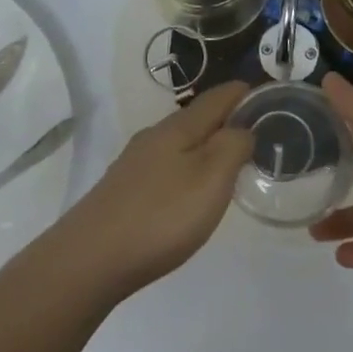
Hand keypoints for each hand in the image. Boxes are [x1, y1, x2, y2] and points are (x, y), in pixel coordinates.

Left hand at [49, 82, 252, 299]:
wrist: (89, 259)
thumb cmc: (160, 215)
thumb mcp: (211, 179)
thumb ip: (232, 147)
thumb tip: (243, 128)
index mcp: (178, 128)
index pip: (216, 99)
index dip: (241, 93)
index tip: (263, 93)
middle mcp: (154, 137)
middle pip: (195, 118)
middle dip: (224, 118)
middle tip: (253, 130)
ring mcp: (134, 164)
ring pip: (178, 143)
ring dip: (204, 144)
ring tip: (226, 161)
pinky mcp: (123, 190)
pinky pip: (165, 166)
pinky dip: (186, 167)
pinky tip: (187, 190)